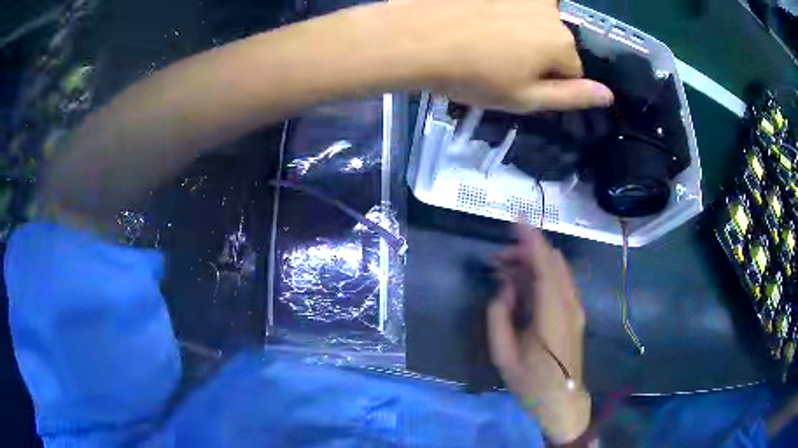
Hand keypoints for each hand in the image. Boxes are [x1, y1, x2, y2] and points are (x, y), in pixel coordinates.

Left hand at [376, 0, 612, 111]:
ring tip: (487, 40)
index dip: (549, 80)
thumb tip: (608, 96)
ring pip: (536, 19)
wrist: (415, 39)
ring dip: (522, 30)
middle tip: (499, 61)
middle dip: (538, 53)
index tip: (519, 82)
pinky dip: (504, 13)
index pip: (573, 69)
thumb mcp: (525, 98)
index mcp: (561, 43)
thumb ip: (572, 96)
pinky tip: (480, 20)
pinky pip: (514, 5)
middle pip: (556, 40)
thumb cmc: (472, 76)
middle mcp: (550, 11)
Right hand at [488, 224, 589, 442]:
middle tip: (497, 259)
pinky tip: (522, 283)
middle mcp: (569, 306)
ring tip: (504, 269)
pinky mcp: (575, 312)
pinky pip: (559, 282)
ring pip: (557, 270)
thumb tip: (504, 288)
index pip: (546, 267)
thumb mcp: (503, 355)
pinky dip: (541, 273)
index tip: (516, 219)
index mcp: (553, 317)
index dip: (532, 241)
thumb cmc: (531, 383)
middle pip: (552, 263)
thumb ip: (499, 317)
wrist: (563, 400)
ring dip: (533, 262)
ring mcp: (575, 308)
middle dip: (526, 251)